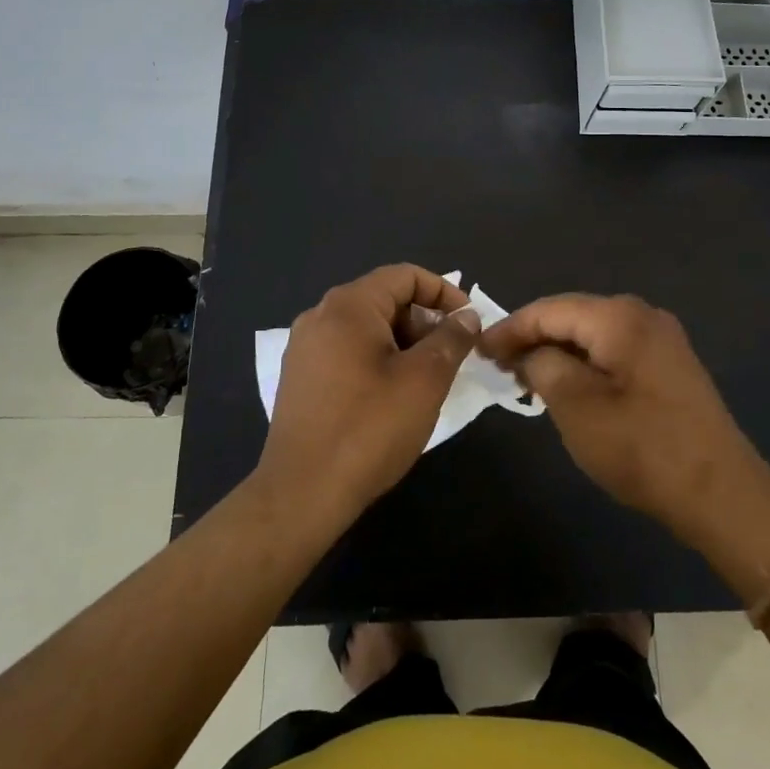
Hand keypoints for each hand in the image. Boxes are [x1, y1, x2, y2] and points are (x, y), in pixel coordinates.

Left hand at [255, 265, 480, 522]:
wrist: (302, 492)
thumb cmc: (369, 428)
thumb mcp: (424, 380)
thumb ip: (450, 339)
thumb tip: (466, 317)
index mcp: (348, 306)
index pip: (404, 276)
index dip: (443, 292)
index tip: (469, 322)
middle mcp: (320, 316)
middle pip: (384, 299)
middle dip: (424, 321)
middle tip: (451, 357)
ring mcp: (305, 347)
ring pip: (367, 328)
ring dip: (404, 343)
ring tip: (427, 379)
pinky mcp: (300, 377)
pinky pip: (347, 351)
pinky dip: (378, 359)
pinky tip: (393, 396)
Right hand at [480, 294, 769, 544]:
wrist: (722, 494)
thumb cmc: (642, 449)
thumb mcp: (577, 407)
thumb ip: (543, 367)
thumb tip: (531, 354)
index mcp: (619, 317)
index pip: (549, 309)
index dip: (510, 328)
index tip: (478, 350)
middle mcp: (642, 314)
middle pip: (572, 315)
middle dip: (533, 337)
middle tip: (498, 364)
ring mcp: (661, 338)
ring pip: (593, 334)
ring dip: (558, 351)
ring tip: (525, 376)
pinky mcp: (669, 364)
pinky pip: (614, 349)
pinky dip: (585, 362)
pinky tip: (568, 385)